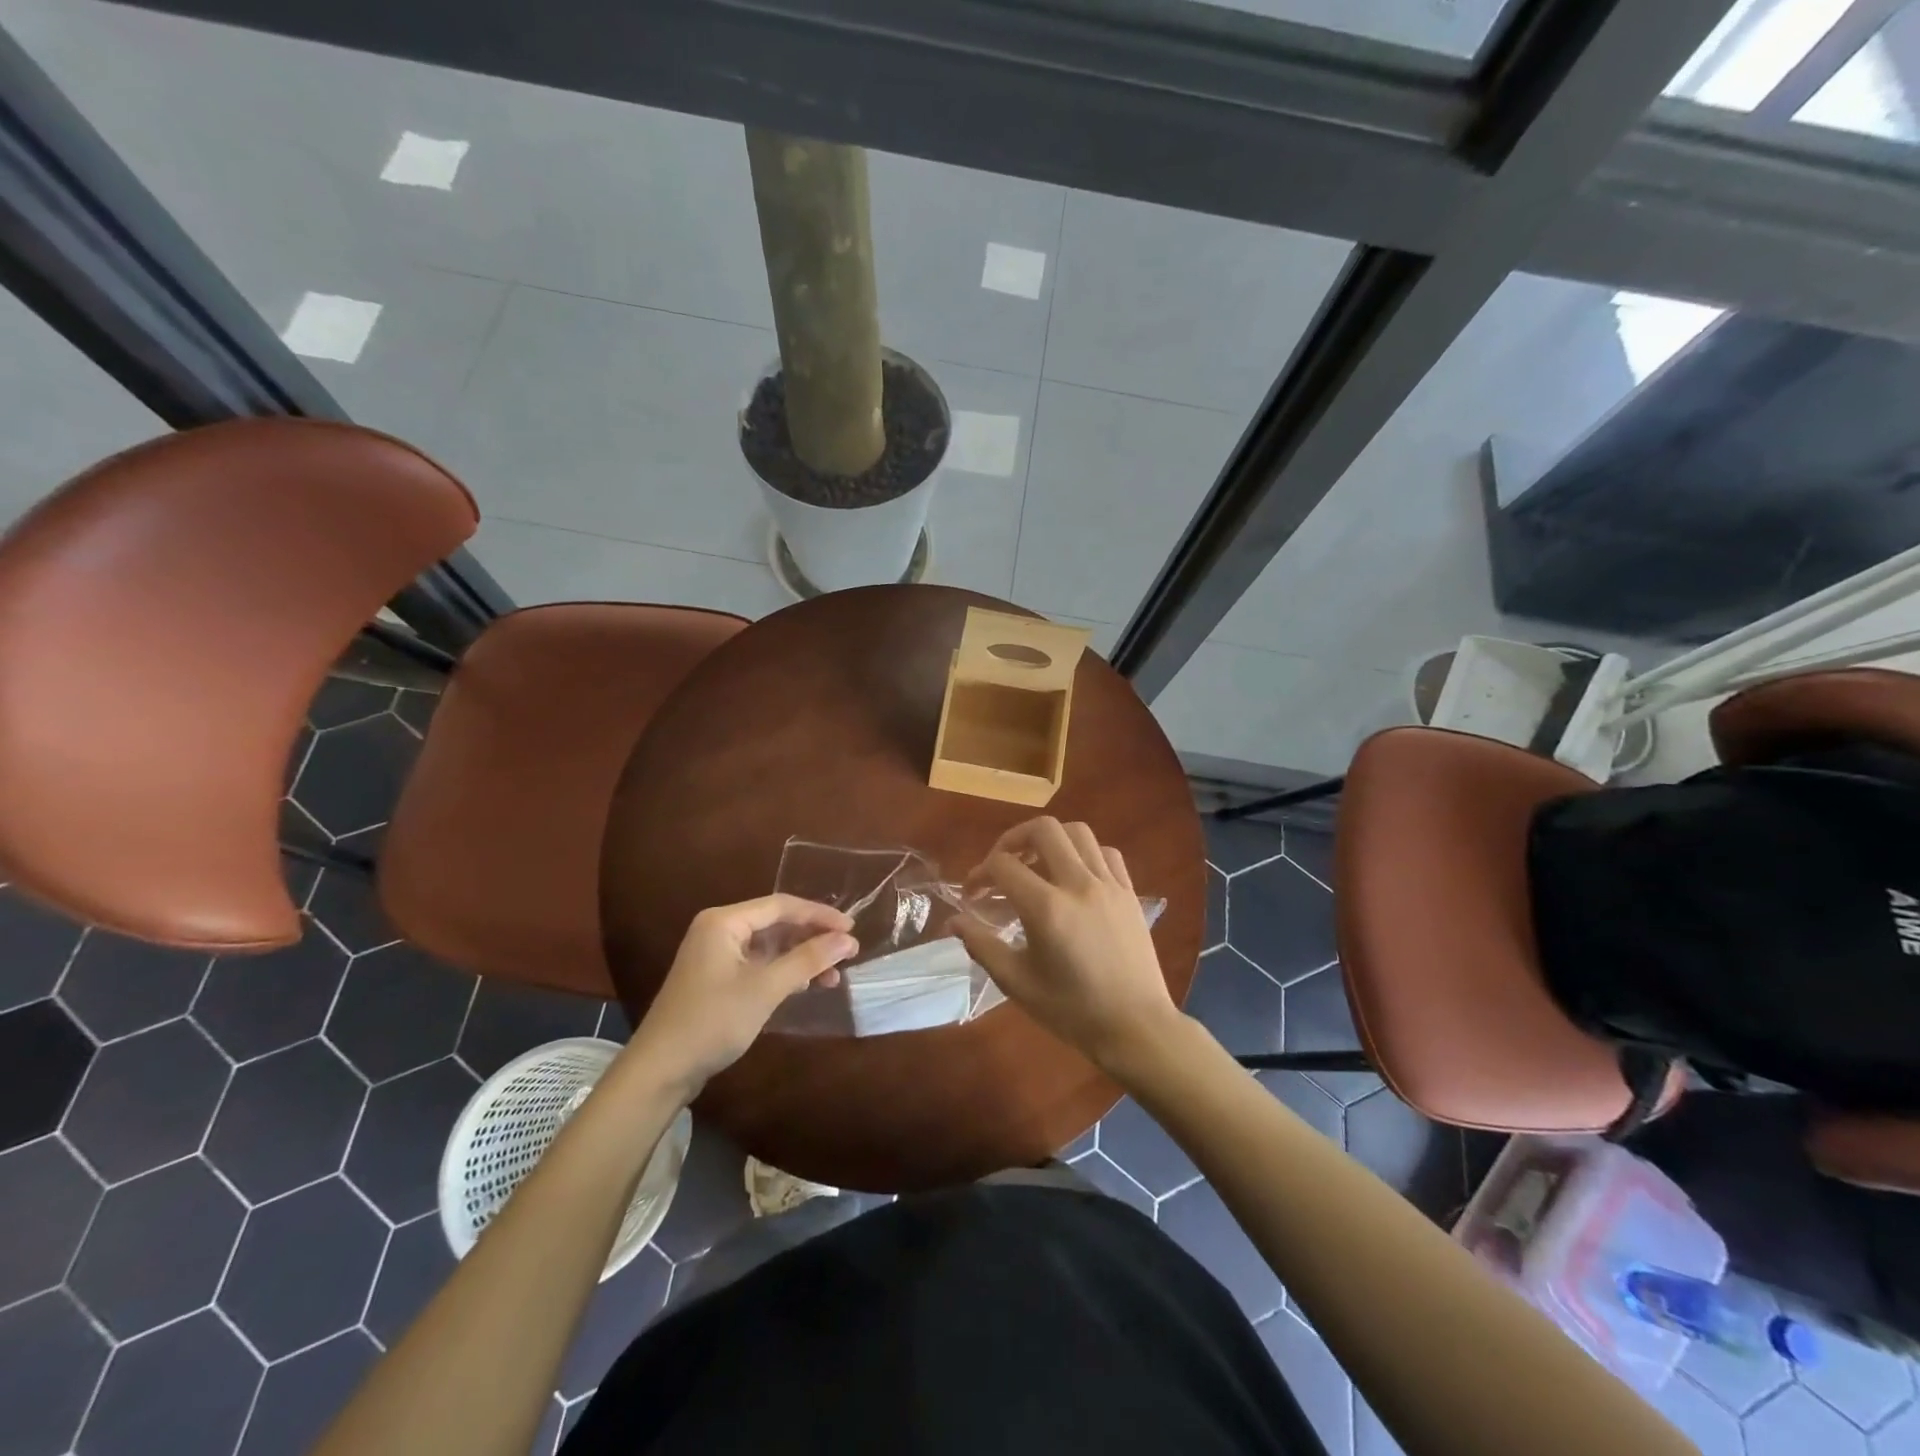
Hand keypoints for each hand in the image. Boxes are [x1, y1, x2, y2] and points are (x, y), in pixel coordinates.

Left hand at [624, 894, 856, 1097]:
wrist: (660, 1071)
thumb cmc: (712, 1021)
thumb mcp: (765, 988)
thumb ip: (808, 960)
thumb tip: (848, 939)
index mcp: (724, 921)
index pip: (782, 906)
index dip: (819, 915)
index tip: (852, 928)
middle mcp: (719, 930)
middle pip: (777, 924)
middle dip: (813, 938)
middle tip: (848, 952)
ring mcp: (717, 955)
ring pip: (771, 947)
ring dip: (802, 958)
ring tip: (834, 976)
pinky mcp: (718, 979)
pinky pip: (760, 964)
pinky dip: (785, 973)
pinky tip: (807, 985)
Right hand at [953, 817, 1177, 1074]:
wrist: (1135, 1028)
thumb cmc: (1072, 1011)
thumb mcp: (1017, 983)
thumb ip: (982, 946)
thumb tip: (953, 922)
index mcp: (1047, 908)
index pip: (1003, 865)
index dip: (980, 873)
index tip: (973, 894)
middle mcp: (1078, 885)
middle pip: (1043, 830)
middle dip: (1013, 839)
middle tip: (1002, 864)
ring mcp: (1108, 885)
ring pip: (1078, 832)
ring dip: (1051, 840)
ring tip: (1037, 863)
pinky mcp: (1129, 892)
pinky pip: (1106, 853)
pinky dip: (1085, 853)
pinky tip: (1075, 876)